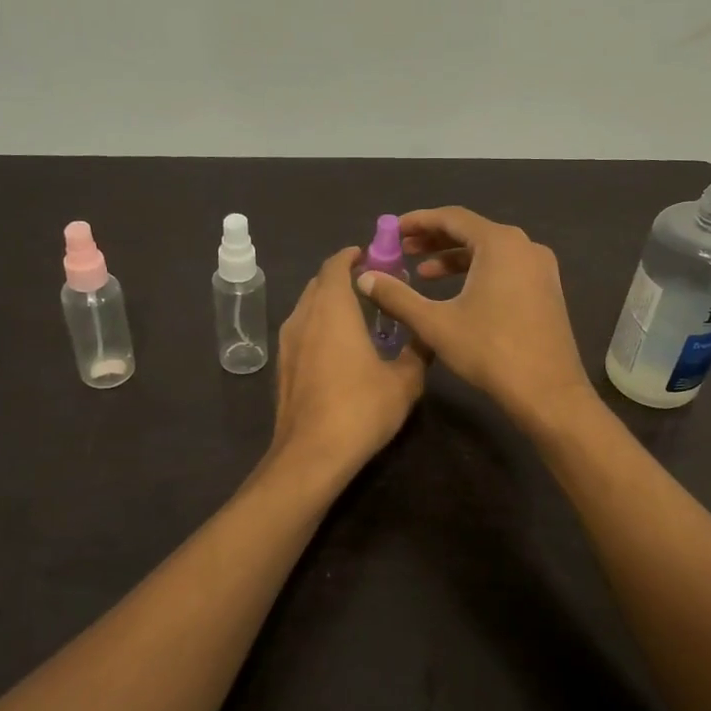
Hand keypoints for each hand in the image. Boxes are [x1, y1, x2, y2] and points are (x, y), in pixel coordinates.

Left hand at [267, 248, 427, 482]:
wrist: (311, 455)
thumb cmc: (360, 409)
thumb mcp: (404, 381)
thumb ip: (417, 351)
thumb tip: (429, 336)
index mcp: (332, 309)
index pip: (335, 265)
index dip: (352, 256)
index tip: (372, 256)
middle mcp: (304, 317)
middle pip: (319, 283)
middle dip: (342, 278)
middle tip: (372, 286)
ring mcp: (287, 343)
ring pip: (307, 307)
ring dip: (329, 302)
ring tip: (358, 315)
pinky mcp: (282, 367)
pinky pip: (301, 331)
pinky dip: (319, 326)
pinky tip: (339, 349)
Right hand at [355, 207, 594, 432]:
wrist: (548, 392)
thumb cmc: (490, 351)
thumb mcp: (435, 323)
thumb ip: (397, 296)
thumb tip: (364, 277)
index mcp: (500, 243)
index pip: (452, 217)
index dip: (418, 221)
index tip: (393, 230)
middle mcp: (525, 246)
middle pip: (472, 231)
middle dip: (434, 240)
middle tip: (403, 250)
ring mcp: (540, 268)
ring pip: (489, 251)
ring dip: (455, 258)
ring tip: (423, 273)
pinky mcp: (546, 289)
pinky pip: (505, 267)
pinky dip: (477, 272)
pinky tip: (457, 293)